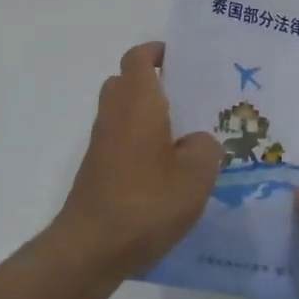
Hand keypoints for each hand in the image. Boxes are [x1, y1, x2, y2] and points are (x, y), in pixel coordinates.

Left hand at [54, 42, 221, 281]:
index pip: (139, 58)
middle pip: (127, 82)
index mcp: (138, 102)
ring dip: (149, 116)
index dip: (158, 51)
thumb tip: (197, 141)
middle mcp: (114, 114)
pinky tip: (169, 171)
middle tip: (190, 97)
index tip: (183, 59)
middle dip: (155, 83)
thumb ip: (205, 147)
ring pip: (124, 114)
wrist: (92, 247)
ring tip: (187, 136)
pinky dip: (141, 144)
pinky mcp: (98, 171)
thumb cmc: (147, 201)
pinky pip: (121, 141)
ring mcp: (101, 144)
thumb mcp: (197, 174)